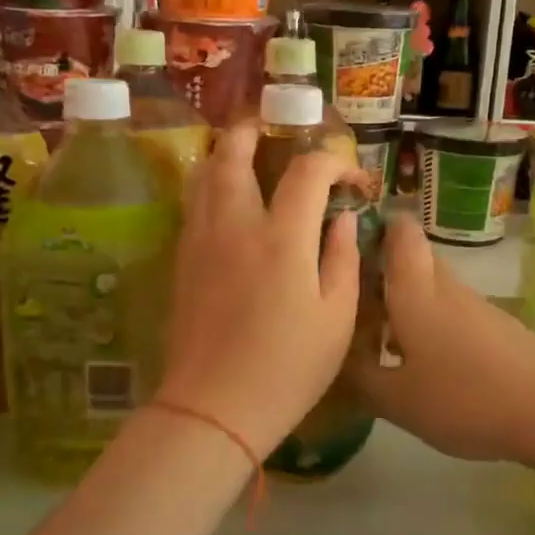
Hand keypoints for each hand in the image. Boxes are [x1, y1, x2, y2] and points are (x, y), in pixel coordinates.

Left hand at [158, 123, 362, 455]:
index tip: (352, 180)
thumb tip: (341, 218)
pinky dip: (209, 186)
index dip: (334, 163)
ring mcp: (200, 241)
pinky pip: (193, 205)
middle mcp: (235, 226)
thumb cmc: (288, 367)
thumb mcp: (336, 317)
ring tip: (242, 153)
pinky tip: (224, 200)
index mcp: (282, 238)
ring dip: (223, 154)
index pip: (306, 172)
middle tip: (269, 128)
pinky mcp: (182, 262)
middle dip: (252, 132)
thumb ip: (341, 257)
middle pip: (233, 154)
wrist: (215, 406)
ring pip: (203, 176)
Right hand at [350, 215, 534, 464]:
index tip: (346, 247)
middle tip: (353, 307)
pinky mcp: (499, 331)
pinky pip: (453, 316)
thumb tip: (337, 356)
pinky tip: (425, 367)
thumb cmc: (465, 398)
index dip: (373, 226)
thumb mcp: (398, 400)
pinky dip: (432, 329)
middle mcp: (447, 288)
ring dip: (405, 307)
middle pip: (414, 261)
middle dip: (382, 275)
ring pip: (433, 291)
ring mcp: (478, 308)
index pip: (399, 232)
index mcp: (415, 292)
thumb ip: (360, 377)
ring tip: (379, 344)